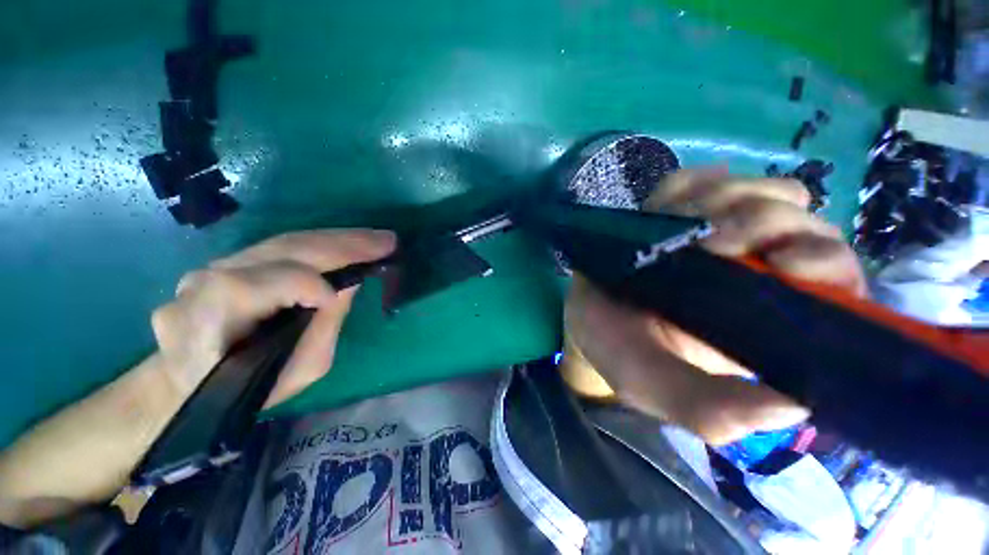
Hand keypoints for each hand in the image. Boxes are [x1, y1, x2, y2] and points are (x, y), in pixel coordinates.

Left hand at [151, 229, 395, 406]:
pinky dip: (317, 246)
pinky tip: (344, 244)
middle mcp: (203, 282)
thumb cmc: (246, 391)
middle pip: (283, 250)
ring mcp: (208, 267)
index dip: (313, 285)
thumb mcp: (298, 370)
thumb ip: (324, 325)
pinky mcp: (222, 264)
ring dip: (336, 239)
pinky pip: (277, 249)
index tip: (355, 288)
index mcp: (213, 318)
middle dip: (343, 244)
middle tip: (385, 241)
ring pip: (283, 242)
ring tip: (373, 239)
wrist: (184, 387)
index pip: (270, 284)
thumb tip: (350, 283)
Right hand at [562, 170, 865, 444]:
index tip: (780, 263)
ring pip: (761, 190)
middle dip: (762, 221)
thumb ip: (706, 408)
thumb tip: (794, 408)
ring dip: (724, 198)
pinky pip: (704, 178)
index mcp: (761, 321)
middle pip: (802, 221)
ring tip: (674, 222)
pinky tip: (661, 206)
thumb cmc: (616, 350)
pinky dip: (687, 185)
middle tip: (704, 242)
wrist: (580, 314)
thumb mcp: (653, 384)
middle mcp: (751, 273)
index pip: (834, 282)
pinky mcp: (679, 212)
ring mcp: (714, 233)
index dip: (823, 262)